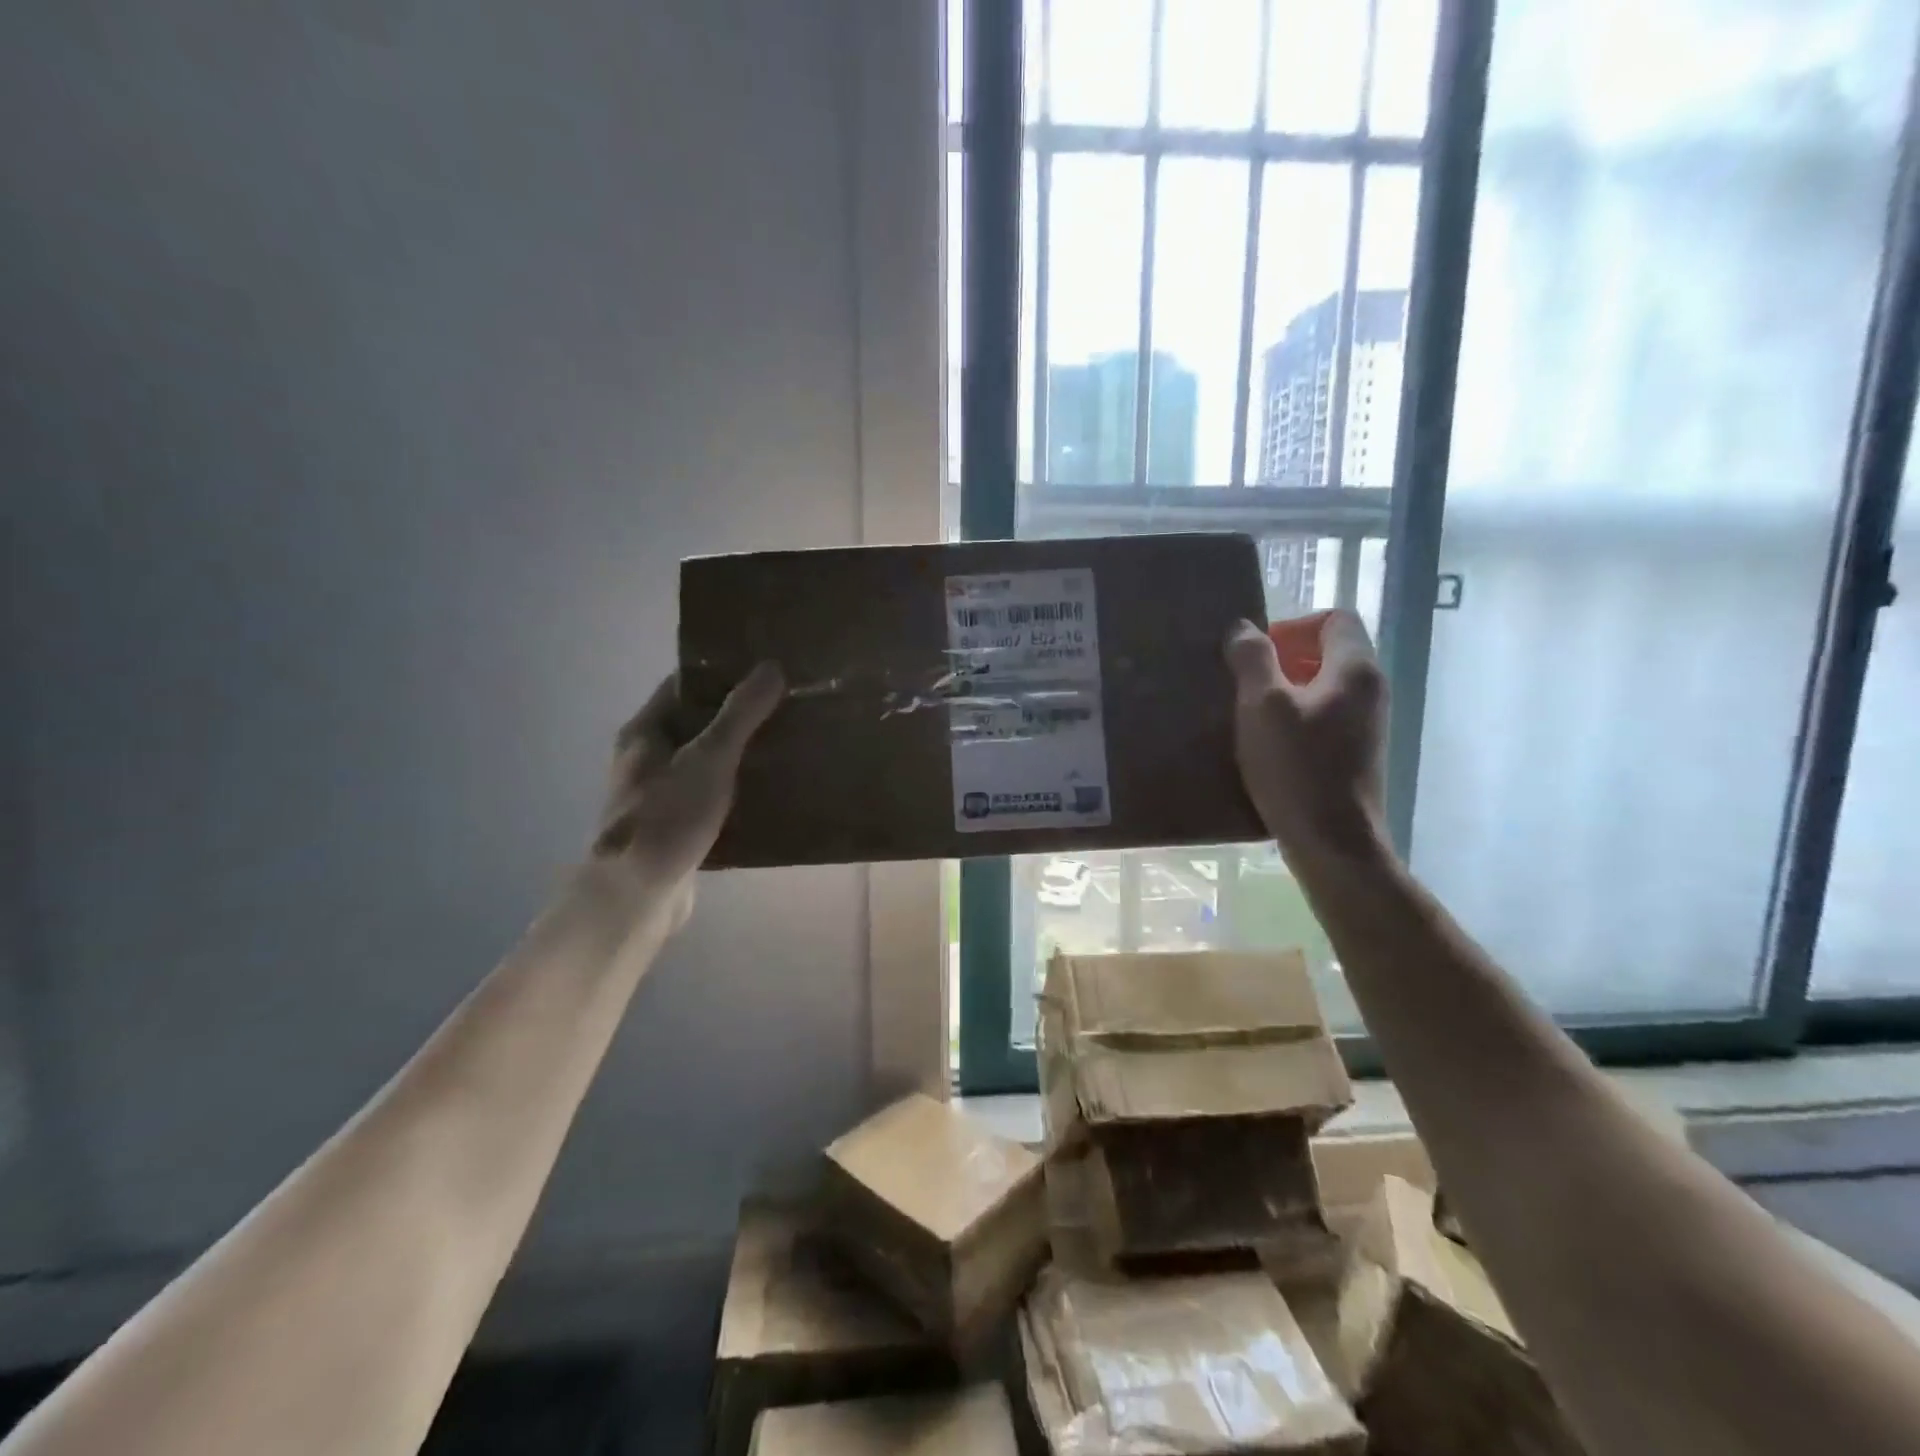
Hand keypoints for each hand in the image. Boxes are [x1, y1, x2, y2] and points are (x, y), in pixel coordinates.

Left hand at [592, 664, 783, 916]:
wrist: (637, 895)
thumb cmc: (667, 817)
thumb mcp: (708, 758)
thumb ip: (740, 714)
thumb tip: (770, 667)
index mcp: (645, 732)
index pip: (683, 685)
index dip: (721, 673)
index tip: (764, 667)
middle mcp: (647, 758)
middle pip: (697, 722)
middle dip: (739, 713)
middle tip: (786, 703)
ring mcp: (661, 794)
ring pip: (707, 760)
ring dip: (741, 751)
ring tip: (787, 740)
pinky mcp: (677, 825)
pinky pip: (712, 793)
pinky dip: (738, 786)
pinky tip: (772, 787)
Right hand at [1225, 611, 1388, 868]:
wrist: (1333, 842)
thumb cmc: (1297, 768)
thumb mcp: (1262, 706)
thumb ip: (1252, 659)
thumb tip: (1243, 628)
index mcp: (1355, 669)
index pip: (1334, 618)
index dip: (1293, 626)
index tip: (1258, 654)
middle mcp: (1371, 690)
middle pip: (1329, 652)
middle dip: (1284, 659)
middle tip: (1245, 684)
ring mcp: (1368, 725)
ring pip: (1324, 687)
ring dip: (1286, 692)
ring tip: (1250, 715)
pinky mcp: (1357, 754)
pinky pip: (1325, 717)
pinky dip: (1297, 720)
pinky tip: (1268, 745)